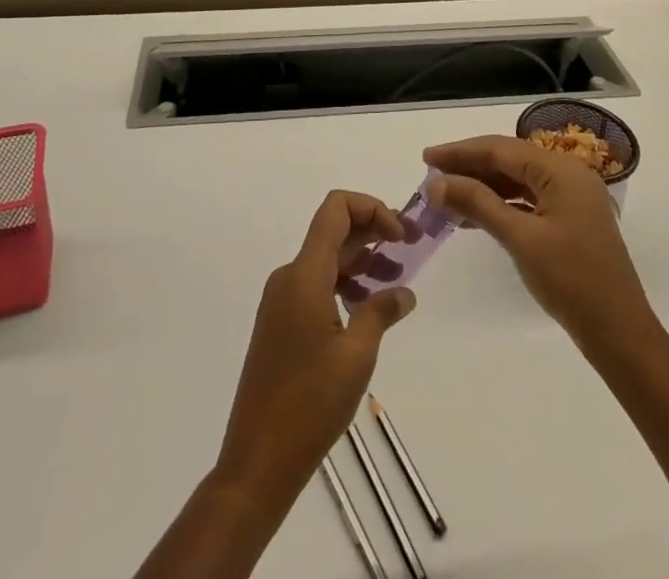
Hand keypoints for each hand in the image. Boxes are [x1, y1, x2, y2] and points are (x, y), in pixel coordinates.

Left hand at [214, 191, 417, 497]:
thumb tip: (403, 293)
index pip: (336, 209)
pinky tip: (369, 310)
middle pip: (333, 232)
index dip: (372, 208)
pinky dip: (346, 285)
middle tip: (411, 247)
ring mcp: (282, 301)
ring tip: (397, 282)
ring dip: (363, 261)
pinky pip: (317, 285)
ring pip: (327, 260)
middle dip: (374, 231)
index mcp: (304, 274)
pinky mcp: (281, 324)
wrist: (257, 461)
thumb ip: (381, 312)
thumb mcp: (357, 356)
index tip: (401, 235)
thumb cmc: (310, 404)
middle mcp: (289, 277)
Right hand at [424, 135, 654, 350]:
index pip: (501, 149)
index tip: (426, 158)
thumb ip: (478, 204)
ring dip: (482, 187)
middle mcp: (568, 174)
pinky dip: (500, 204)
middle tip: (431, 177)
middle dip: (469, 168)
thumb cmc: (571, 280)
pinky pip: (528, 200)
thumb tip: (437, 183)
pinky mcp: (570, 219)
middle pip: (509, 160)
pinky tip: (473, 217)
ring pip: (517, 181)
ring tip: (445, 197)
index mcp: (561, 170)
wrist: (620, 333)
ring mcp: (571, 197)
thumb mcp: (520, 239)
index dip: (460, 152)